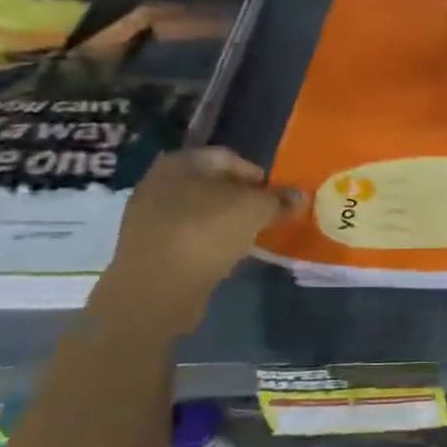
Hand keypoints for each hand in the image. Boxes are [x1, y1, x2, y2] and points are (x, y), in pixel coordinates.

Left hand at [90, 148, 303, 331]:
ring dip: (222, 221)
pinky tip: (223, 256)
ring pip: (197, 211)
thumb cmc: (206, 233)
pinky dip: (206, 241)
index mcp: (181, 162)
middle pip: (211, 184)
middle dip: (239, 198)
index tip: (275, 195)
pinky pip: (185, 236)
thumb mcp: (255, 210)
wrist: (154, 290)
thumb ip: (279, 200)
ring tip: (247, 237)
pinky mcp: (145, 248)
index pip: (228, 157)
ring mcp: (147, 216)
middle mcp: (158, 182)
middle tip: (264, 215)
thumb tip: (301, 195)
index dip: (256, 174)